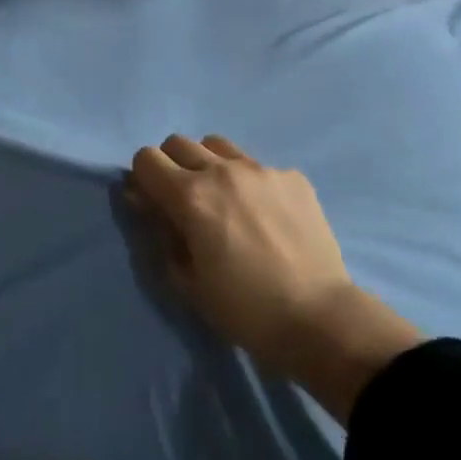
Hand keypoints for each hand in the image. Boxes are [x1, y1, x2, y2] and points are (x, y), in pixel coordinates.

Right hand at [127, 134, 420, 422]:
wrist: (317, 317)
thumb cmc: (243, 309)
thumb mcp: (187, 281)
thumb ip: (162, 233)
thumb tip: (147, 202)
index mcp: (191, 196)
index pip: (146, 158)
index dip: (143, 178)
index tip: (152, 202)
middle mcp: (223, 171)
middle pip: (179, 142)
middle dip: (171, 166)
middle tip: (184, 201)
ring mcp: (261, 169)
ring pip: (218, 145)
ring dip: (208, 164)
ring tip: (223, 199)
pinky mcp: (292, 177)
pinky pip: (258, 166)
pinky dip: (249, 182)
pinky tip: (265, 216)